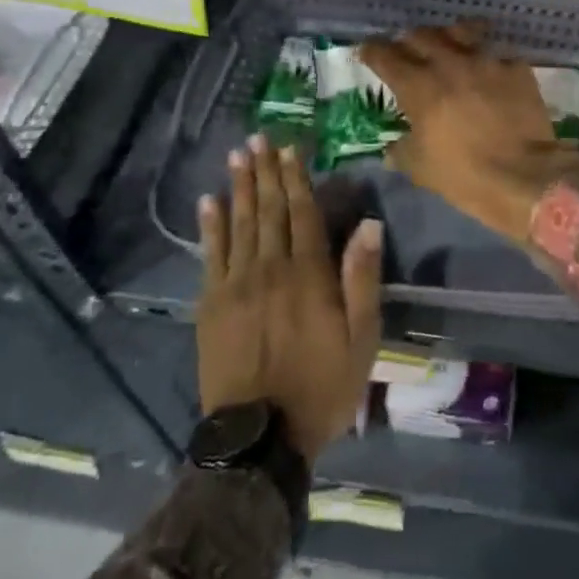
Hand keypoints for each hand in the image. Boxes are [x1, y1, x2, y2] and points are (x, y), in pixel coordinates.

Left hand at [196, 134, 383, 461]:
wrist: (259, 440)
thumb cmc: (321, 387)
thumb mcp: (361, 338)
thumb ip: (362, 278)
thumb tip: (369, 224)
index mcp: (308, 274)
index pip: (302, 213)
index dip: (297, 178)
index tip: (290, 149)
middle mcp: (270, 268)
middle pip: (269, 210)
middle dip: (265, 171)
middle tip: (259, 139)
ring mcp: (235, 285)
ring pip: (239, 224)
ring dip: (240, 187)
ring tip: (237, 156)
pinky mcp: (210, 305)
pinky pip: (210, 255)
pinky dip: (211, 226)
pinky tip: (209, 201)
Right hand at [361, 24, 578, 244]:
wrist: (525, 175)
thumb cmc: (465, 175)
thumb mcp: (420, 168)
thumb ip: (401, 151)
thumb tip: (392, 147)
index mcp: (418, 85)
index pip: (385, 55)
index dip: (372, 51)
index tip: (368, 52)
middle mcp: (448, 63)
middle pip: (420, 35)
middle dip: (408, 41)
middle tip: (408, 52)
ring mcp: (485, 60)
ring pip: (460, 31)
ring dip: (448, 37)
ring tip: (450, 45)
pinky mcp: (515, 66)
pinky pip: (495, 51)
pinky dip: (487, 57)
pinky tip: (489, 69)